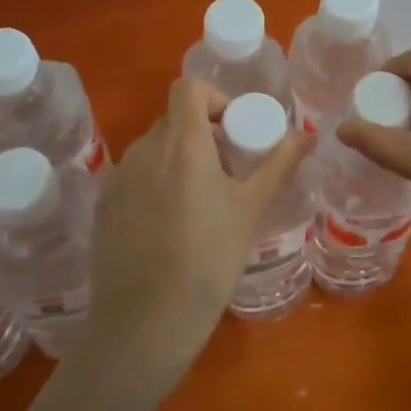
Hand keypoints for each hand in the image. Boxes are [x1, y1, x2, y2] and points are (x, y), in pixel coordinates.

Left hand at [80, 78, 308, 383]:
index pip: (188, 87)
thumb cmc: (208, 259)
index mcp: (182, 143)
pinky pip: (134, 176)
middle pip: (174, 120)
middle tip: (226, 172)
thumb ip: (278, 163)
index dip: (214, 98)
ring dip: (178, 159)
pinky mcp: (102, 206)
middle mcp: (144, 150)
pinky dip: (154, 183)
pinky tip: (168, 226)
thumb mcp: (250, 209)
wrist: (146, 323)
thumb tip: (308, 134)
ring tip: (199, 202)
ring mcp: (118, 177)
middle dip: (202, 134)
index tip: (234, 130)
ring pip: (153, 149)